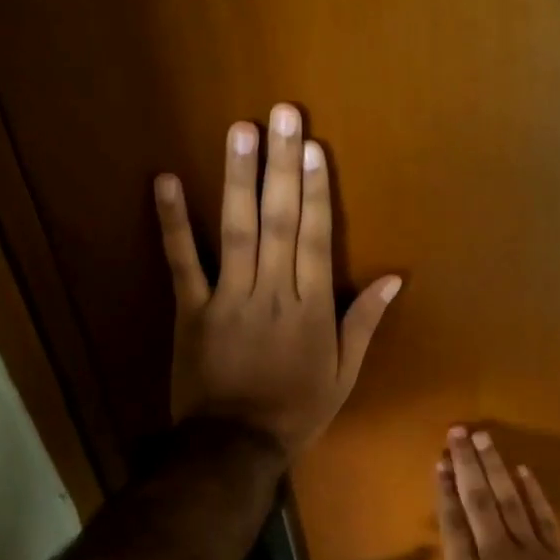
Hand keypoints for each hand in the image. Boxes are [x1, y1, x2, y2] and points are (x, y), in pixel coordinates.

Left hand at [155, 104, 399, 459]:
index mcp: (311, 309)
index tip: (314, 148)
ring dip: (237, 179)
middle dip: (282, 166)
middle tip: (283, 114)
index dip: (316, 192)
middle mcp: (272, 293)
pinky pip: (182, 263)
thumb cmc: (297, 411)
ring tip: (240, 130)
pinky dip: (173, 223)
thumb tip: (394, 279)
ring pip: (235, 231)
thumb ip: (364, 323)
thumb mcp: (344, 374)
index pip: (317, 240)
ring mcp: (228, 298)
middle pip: (279, 222)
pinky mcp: (191, 309)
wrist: (235, 445)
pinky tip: (166, 181)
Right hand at [393, 428, 559, 559]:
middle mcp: (496, 554)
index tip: (440, 461)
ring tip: (484, 438)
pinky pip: (544, 517)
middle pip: (478, 500)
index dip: (445, 489)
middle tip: (459, 431)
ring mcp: (531, 552)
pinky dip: (534, 493)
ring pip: (509, 500)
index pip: (452, 522)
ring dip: (495, 467)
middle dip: (467, 463)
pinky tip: (524, 471)